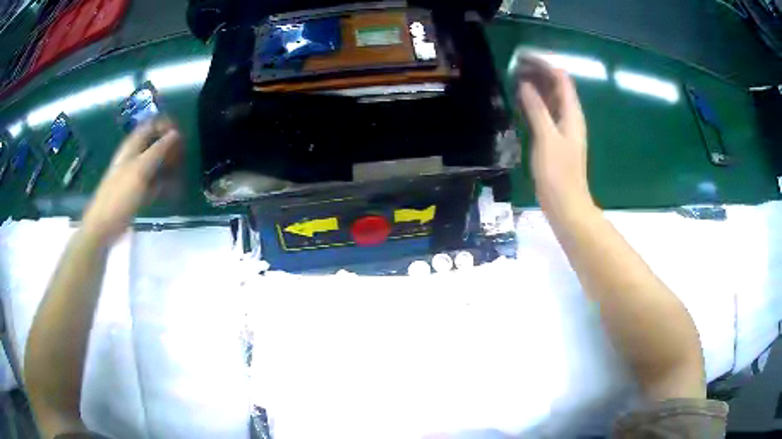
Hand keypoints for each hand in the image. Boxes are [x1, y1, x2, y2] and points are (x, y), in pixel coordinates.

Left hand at [82, 119, 181, 243]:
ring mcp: (136, 175)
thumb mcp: (139, 170)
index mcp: (132, 146)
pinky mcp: (138, 191)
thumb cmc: (119, 196)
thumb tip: (176, 133)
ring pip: (156, 163)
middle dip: (170, 147)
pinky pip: (155, 182)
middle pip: (155, 143)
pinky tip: (174, 190)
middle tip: (183, 156)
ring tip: (181, 174)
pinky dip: (165, 183)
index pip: (151, 124)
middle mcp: (134, 157)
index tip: (180, 135)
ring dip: (169, 166)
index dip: (166, 125)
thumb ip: (157, 150)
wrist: (104, 226)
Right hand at [516, 56, 594, 217]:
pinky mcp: (555, 139)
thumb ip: (537, 110)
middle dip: (538, 72)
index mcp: (572, 114)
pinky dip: (534, 103)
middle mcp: (569, 117)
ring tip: (514, 78)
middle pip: (557, 86)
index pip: (561, 79)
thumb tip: (525, 85)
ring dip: (536, 86)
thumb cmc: (559, 174)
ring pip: (550, 99)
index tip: (522, 58)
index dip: (544, 64)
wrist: (566, 205)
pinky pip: (545, 113)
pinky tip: (520, 102)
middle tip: (514, 66)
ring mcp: (562, 128)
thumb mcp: (547, 139)